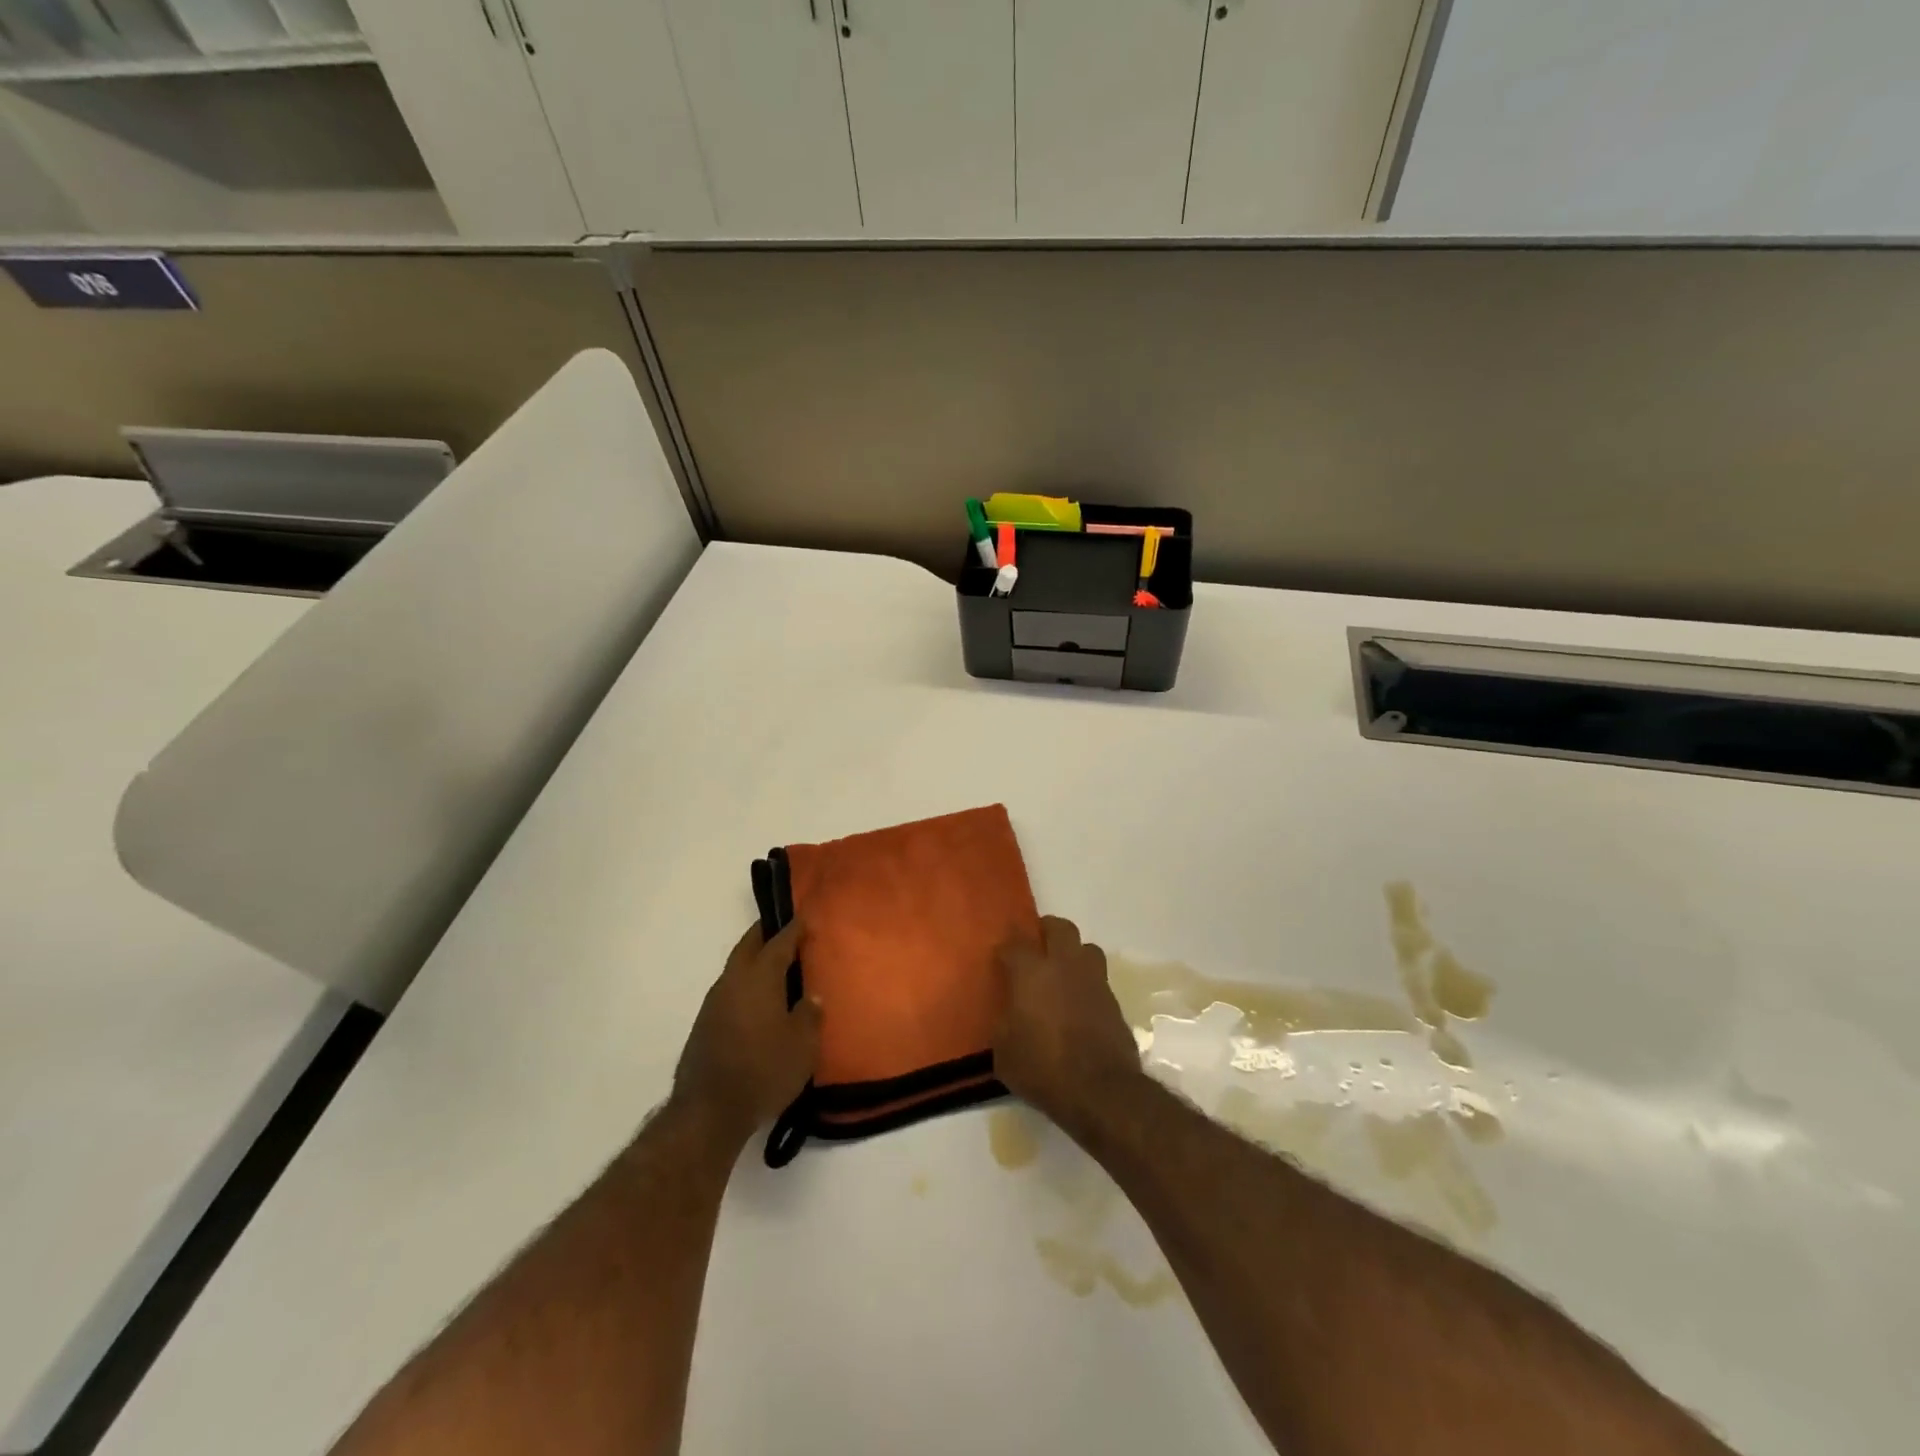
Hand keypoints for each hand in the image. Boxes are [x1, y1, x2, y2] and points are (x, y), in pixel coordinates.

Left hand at [673, 920, 819, 1144]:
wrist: (708, 1112)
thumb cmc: (763, 1071)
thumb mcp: (802, 1045)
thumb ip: (809, 1015)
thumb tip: (811, 997)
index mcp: (759, 977)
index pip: (779, 942)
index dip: (794, 929)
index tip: (806, 919)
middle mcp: (733, 981)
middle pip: (748, 946)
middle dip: (765, 934)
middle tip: (785, 930)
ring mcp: (713, 1003)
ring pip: (736, 969)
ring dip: (753, 961)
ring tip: (775, 967)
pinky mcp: (704, 1025)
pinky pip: (729, 991)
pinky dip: (745, 986)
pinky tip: (757, 1002)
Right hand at [992, 916, 1142, 1139]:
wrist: (1100, 1091)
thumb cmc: (1042, 1068)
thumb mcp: (1004, 1051)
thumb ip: (1004, 1023)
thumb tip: (1010, 1014)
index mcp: (1032, 972)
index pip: (1015, 943)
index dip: (1006, 946)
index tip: (1001, 956)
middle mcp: (1065, 965)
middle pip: (1059, 927)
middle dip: (1046, 930)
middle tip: (1036, 946)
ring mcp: (1094, 981)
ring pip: (1086, 948)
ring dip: (1073, 953)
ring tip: (1063, 972)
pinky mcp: (1114, 1001)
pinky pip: (1098, 979)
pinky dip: (1087, 984)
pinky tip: (1079, 1004)